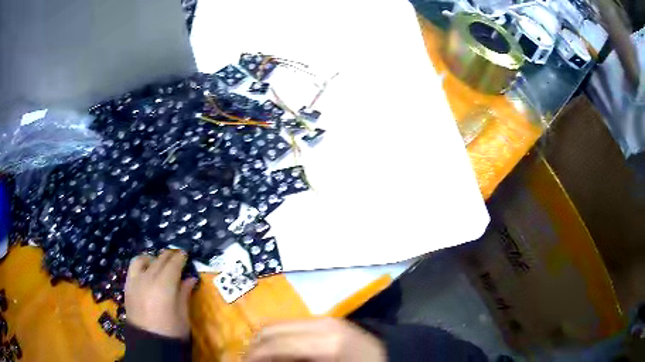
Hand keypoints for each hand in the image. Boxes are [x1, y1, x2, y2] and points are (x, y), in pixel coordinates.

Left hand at [125, 250, 196, 338]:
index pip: (173, 264)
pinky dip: (141, 263)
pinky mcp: (128, 285)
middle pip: (159, 260)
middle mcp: (148, 278)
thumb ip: (184, 293)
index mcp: (164, 286)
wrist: (150, 343)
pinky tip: (146, 269)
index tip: (186, 254)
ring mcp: (136, 281)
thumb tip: (190, 278)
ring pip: (144, 259)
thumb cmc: (171, 331)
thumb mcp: (183, 314)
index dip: (180, 258)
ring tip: (160, 262)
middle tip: (177, 256)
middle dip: (169, 256)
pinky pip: (133, 267)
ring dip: (154, 258)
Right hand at [245, 318, 385, 361]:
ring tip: (261, 359)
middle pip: (270, 330)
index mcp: (323, 342)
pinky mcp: (327, 320)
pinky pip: (292, 326)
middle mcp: (320, 324)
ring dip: (265, 342)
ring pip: (278, 325)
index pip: (271, 344)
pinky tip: (280, 352)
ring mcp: (325, 319)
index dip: (252, 357)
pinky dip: (279, 338)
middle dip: (254, 348)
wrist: (390, 356)